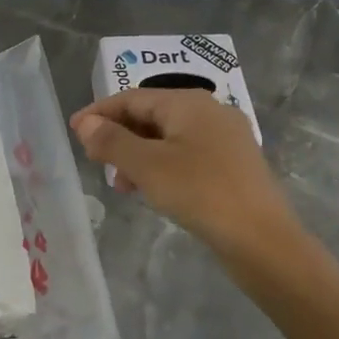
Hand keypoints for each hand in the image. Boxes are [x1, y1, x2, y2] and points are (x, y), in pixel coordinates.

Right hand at [70, 90, 294, 259]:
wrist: (264, 241)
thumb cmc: (201, 193)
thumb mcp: (147, 166)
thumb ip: (112, 141)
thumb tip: (85, 123)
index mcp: (189, 102)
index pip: (133, 97)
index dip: (100, 112)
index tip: (74, 131)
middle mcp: (209, 111)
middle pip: (151, 115)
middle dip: (119, 136)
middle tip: (96, 162)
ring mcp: (225, 139)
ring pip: (168, 137)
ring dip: (138, 155)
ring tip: (122, 184)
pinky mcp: (233, 165)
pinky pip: (186, 155)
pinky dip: (161, 166)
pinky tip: (152, 190)